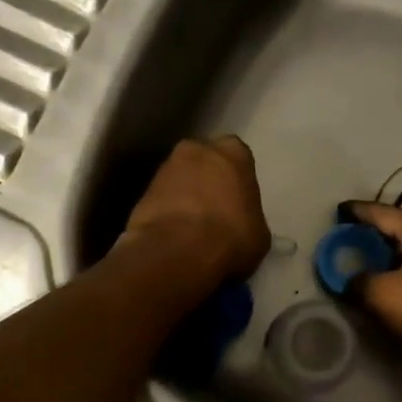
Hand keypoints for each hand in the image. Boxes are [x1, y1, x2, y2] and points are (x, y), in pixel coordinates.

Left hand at [123, 137, 270, 283]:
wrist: (177, 252)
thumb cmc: (231, 236)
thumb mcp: (259, 232)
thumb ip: (250, 216)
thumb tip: (242, 223)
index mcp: (233, 152)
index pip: (238, 157)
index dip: (237, 180)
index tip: (239, 201)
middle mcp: (197, 149)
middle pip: (205, 161)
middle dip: (208, 180)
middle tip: (215, 209)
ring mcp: (165, 167)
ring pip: (180, 178)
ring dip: (185, 195)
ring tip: (192, 227)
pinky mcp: (142, 191)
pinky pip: (161, 199)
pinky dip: (167, 211)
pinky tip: (174, 235)